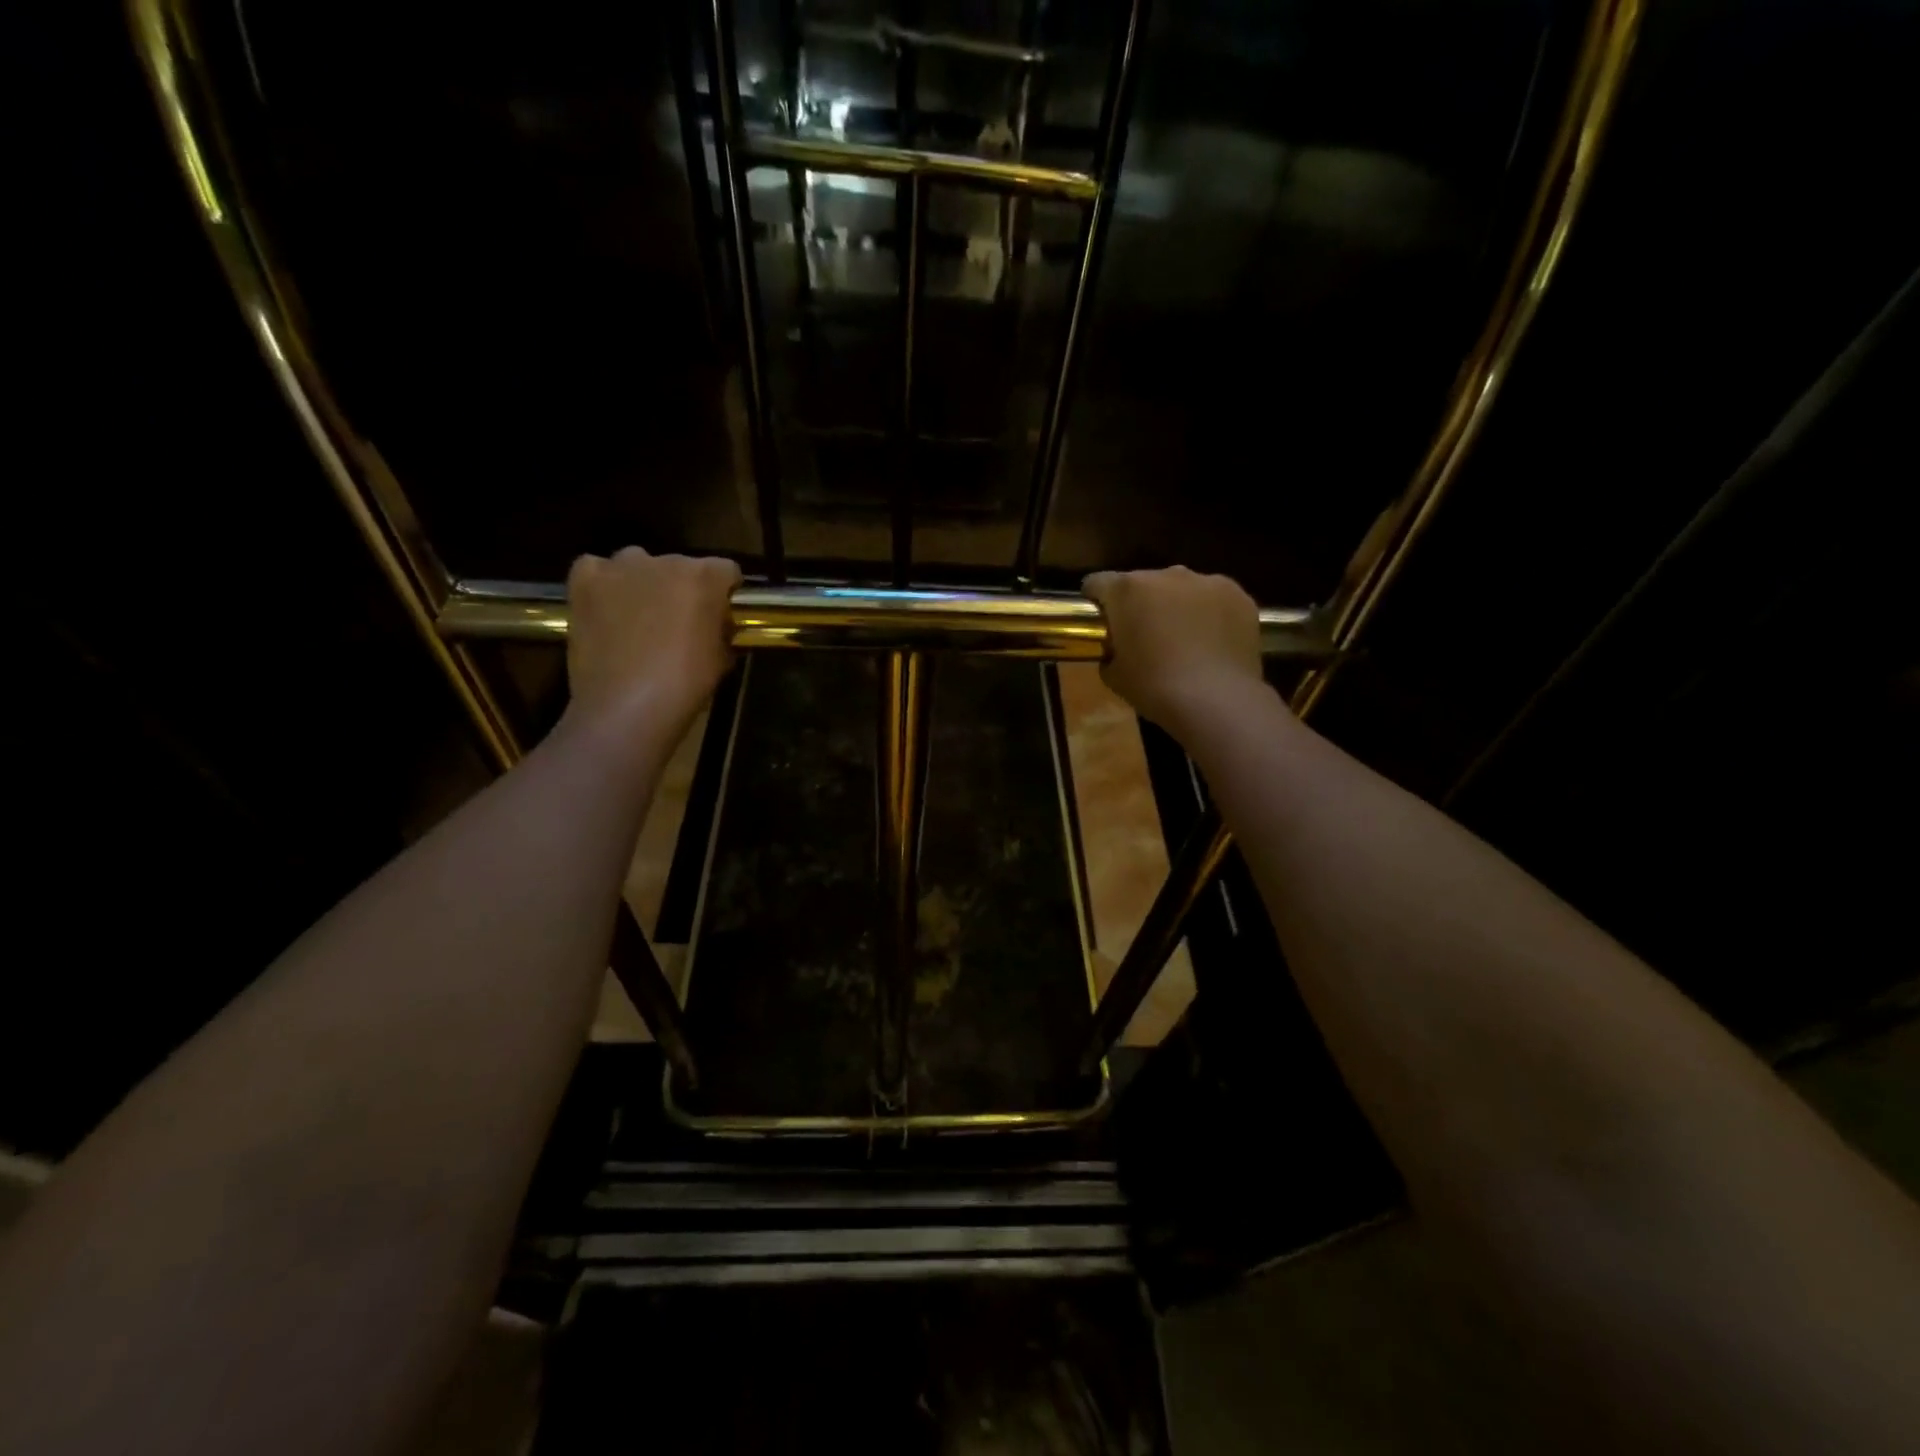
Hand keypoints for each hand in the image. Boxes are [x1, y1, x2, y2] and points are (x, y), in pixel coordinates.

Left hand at [564, 547, 741, 737]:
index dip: (724, 593)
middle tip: (679, 623)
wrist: (627, 707)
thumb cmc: (685, 684)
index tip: (720, 615)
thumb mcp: (722, 658)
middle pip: (680, 566)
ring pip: (637, 564)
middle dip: (682, 589)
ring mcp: (621, 567)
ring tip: (639, 617)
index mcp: (705, 577)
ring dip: (643, 583)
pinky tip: (606, 609)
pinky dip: (603, 584)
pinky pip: (597, 569)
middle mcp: (664, 560)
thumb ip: (722, 629)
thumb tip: (716, 625)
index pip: (726, 570)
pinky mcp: (585, 580)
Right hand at [1083, 566, 1272, 739]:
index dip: (1096, 601)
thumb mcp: (1114, 676)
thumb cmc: (1154, 687)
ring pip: (1182, 589)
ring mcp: (1207, 581)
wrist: (1216, 700)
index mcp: (1127, 590)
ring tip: (1184, 640)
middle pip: (1143, 583)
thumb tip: (1116, 650)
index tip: (1100, 622)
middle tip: (1144, 637)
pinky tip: (1212, 643)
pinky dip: (1210, 614)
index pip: (1098, 583)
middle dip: (1140, 604)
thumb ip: (1109, 652)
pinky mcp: (1239, 595)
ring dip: (1177, 606)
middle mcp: (1166, 575)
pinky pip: (1215, 599)